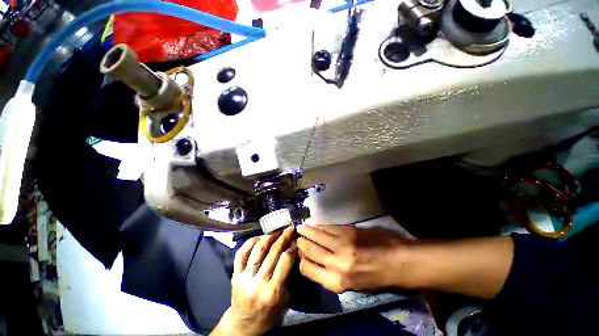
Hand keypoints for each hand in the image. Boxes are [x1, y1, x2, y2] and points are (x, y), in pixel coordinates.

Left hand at [212, 226, 296, 335]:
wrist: (243, 324)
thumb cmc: (268, 313)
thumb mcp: (285, 298)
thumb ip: (288, 274)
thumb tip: (292, 249)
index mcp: (272, 292)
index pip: (285, 260)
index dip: (292, 247)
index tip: (296, 239)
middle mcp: (257, 283)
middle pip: (273, 252)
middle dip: (283, 236)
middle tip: (289, 228)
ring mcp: (244, 278)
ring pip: (257, 249)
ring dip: (269, 236)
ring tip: (277, 229)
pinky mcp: (234, 274)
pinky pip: (241, 253)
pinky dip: (251, 242)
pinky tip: (260, 237)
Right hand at [297, 225, 409, 292]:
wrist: (398, 262)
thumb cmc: (376, 278)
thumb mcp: (352, 285)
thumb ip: (332, 275)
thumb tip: (318, 262)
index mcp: (336, 282)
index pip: (308, 269)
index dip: (300, 260)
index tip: (299, 253)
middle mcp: (335, 263)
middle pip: (310, 251)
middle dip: (301, 243)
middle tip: (297, 238)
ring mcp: (341, 245)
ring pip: (316, 236)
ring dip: (307, 231)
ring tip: (300, 228)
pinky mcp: (347, 231)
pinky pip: (328, 228)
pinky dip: (319, 226)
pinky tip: (315, 225)